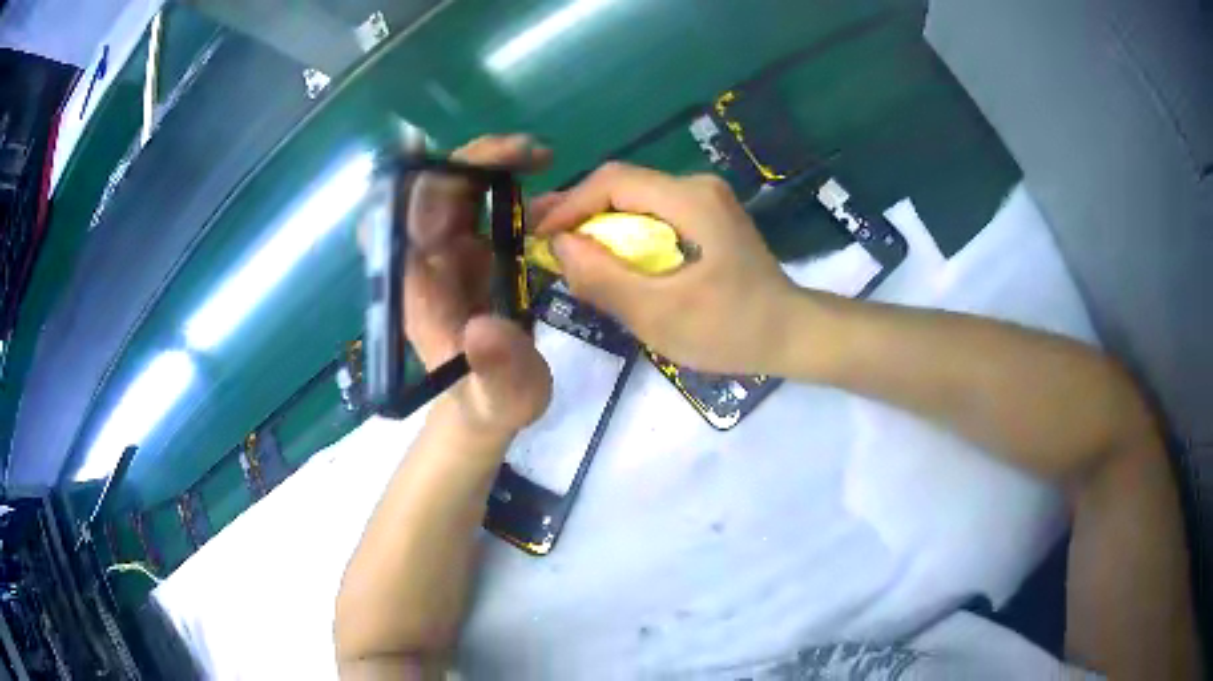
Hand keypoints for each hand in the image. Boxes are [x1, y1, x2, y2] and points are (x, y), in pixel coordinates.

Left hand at [401, 134, 552, 437]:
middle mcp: (424, 261)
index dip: (411, 183)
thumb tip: (485, 329)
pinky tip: (534, 175)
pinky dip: (501, 180)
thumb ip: (497, 371)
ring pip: (452, 189)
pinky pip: (474, 201)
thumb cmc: (490, 402)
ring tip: (540, 157)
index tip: (442, 153)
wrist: (488, 404)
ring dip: (489, 163)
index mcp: (418, 289)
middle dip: (472, 160)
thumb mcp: (502, 397)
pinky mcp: (467, 250)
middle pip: (428, 192)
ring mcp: (445, 252)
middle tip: (532, 153)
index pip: (400, 223)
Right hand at [534, 162, 797, 374]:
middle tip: (539, 240)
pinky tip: (605, 257)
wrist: (791, 334)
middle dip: (578, 212)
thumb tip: (558, 245)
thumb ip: (605, 278)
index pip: (613, 181)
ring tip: (563, 251)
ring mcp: (704, 200)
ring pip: (634, 200)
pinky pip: (652, 216)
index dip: (569, 204)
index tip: (538, 236)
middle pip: (622, 185)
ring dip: (597, 224)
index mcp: (690, 200)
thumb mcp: (660, 313)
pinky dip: (622, 234)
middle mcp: (696, 187)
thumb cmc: (731, 329)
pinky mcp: (707, 218)